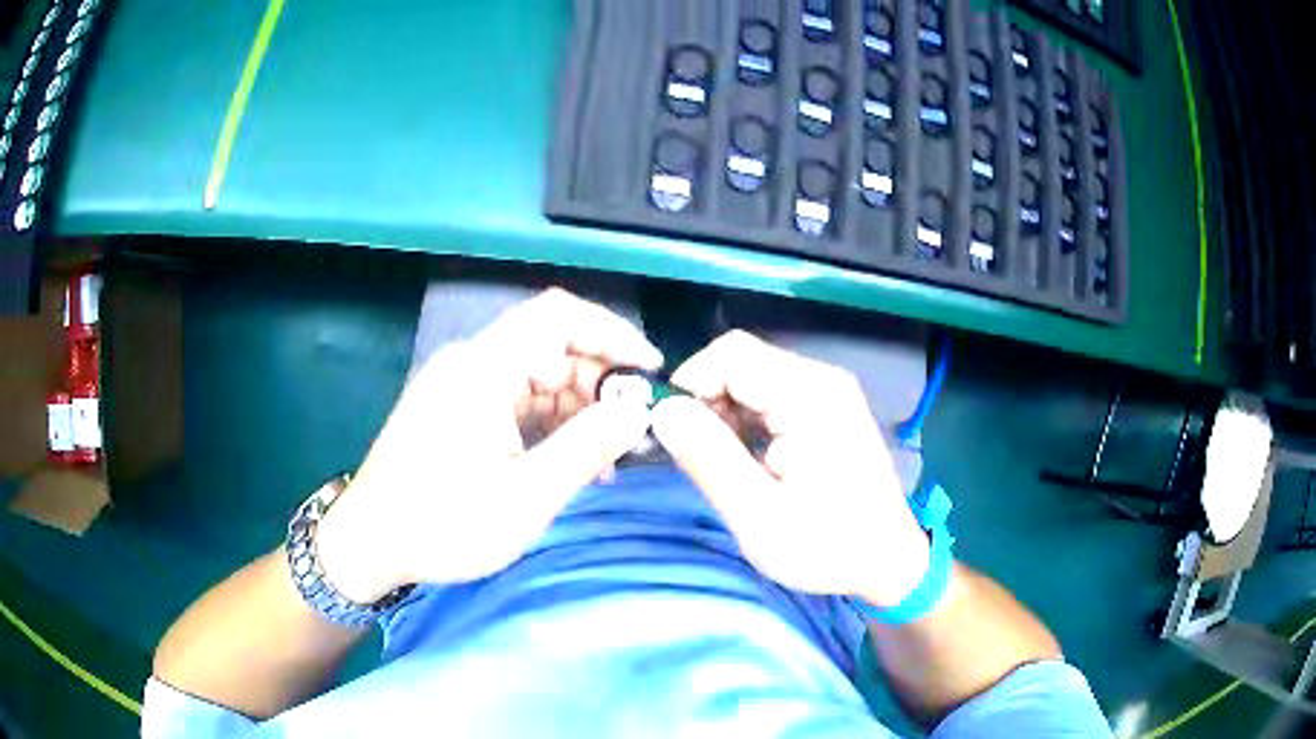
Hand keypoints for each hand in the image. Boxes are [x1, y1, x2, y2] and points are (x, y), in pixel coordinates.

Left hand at [316, 288, 662, 602]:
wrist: (367, 544)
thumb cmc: (442, 524)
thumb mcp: (525, 496)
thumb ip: (586, 447)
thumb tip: (638, 410)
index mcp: (482, 368)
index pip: (558, 316)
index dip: (611, 334)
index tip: (649, 373)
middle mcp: (469, 362)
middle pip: (550, 346)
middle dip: (598, 383)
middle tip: (631, 432)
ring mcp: (459, 385)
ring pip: (534, 375)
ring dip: (575, 408)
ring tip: (604, 459)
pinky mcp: (454, 409)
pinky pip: (513, 398)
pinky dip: (547, 422)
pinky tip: (566, 461)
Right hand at [650, 331, 928, 606]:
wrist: (887, 561)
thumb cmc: (827, 545)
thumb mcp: (758, 514)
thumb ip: (708, 458)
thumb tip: (662, 410)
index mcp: (809, 395)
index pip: (730, 354)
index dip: (690, 385)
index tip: (673, 435)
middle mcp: (820, 379)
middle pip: (740, 361)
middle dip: (705, 401)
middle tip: (697, 456)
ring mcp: (827, 391)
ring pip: (751, 376)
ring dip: (723, 413)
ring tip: (723, 464)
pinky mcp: (827, 407)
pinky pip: (770, 394)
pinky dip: (745, 419)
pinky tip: (748, 459)